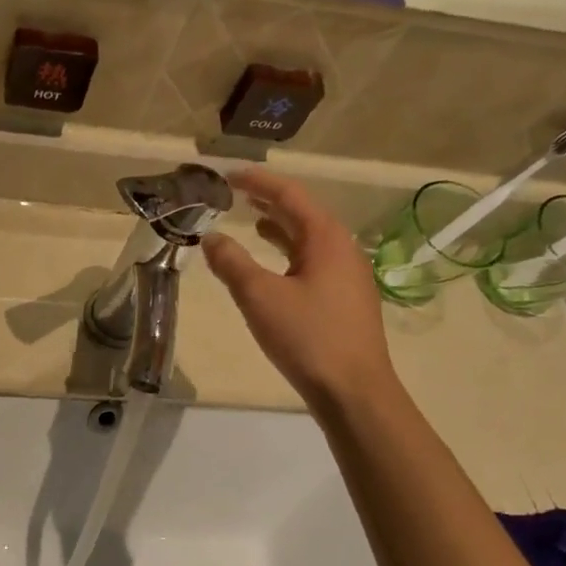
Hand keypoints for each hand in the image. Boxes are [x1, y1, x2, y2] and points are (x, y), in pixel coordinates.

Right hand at [201, 167, 394, 410]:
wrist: (354, 391)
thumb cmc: (308, 337)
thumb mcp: (260, 297)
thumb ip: (232, 264)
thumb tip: (211, 238)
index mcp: (326, 238)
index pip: (289, 195)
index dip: (257, 182)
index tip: (228, 175)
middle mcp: (343, 249)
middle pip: (303, 214)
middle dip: (269, 202)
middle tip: (236, 195)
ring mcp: (348, 276)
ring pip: (309, 240)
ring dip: (280, 228)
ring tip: (251, 222)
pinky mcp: (345, 301)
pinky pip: (313, 262)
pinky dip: (289, 254)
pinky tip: (274, 268)